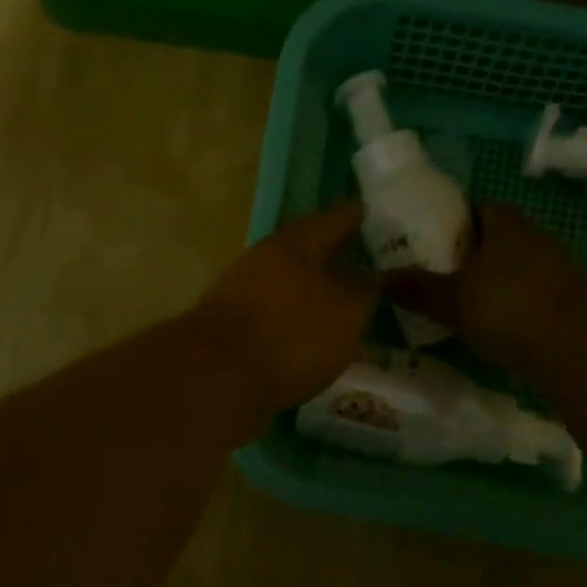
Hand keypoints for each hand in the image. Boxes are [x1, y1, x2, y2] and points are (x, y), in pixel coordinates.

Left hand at [190, 203, 382, 414]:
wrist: (218, 377)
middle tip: (364, 265)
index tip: (368, 209)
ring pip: (289, 285)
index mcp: (295, 244)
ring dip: (313, 293)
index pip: (334, 220)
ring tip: (343, 309)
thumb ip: (364, 289)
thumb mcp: (346, 310)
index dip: (355, 215)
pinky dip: (296, 323)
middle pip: (306, 252)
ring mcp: (243, 294)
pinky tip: (312, 341)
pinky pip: (275, 317)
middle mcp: (265, 260)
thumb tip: (368, 275)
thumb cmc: (292, 332)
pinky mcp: (232, 330)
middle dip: (333, 258)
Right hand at [385, 203, 586, 372]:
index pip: (478, 207)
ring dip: (493, 281)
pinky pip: (530, 293)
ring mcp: (556, 268)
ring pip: (515, 267)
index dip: (454, 220)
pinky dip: (512, 304)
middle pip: (497, 238)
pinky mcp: (569, 300)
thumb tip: (379, 278)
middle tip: (439, 275)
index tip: (430, 241)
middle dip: (470, 253)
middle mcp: (534, 237)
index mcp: (504, 224)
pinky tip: (495, 327)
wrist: (581, 345)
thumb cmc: (509, 307)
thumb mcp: (452, 300)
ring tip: (462, 304)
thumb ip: (418, 288)